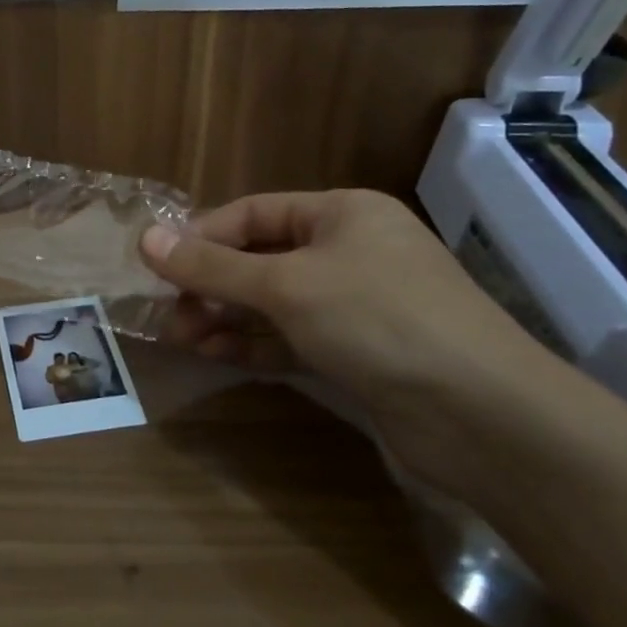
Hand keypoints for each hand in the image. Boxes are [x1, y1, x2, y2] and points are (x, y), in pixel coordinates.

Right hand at [140, 190, 550, 490]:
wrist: (481, 413)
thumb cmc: (378, 320)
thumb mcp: (285, 286)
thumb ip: (212, 266)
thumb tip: (145, 238)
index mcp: (342, 213)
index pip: (252, 213)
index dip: (201, 237)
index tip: (156, 268)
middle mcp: (349, 250)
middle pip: (259, 258)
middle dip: (210, 286)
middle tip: (168, 315)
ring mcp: (356, 304)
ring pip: (272, 302)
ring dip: (225, 318)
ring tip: (183, 339)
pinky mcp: (358, 351)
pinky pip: (291, 337)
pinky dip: (254, 344)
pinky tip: (217, 356)